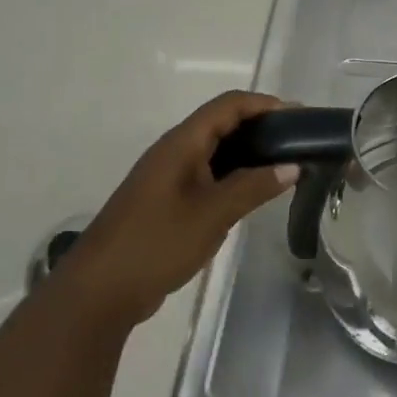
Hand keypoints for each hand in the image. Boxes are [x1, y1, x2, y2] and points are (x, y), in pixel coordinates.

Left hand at [72, 91, 296, 327]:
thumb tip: (293, 166)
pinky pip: (206, 174)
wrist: (98, 293)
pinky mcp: (166, 201)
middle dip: (260, 126)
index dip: (264, 104)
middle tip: (297, 141)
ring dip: (248, 151)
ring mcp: (167, 177)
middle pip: (222, 123)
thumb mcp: (212, 215)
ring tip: (283, 164)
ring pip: (214, 150)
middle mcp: (174, 151)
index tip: (298, 117)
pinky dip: (233, 174)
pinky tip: (252, 192)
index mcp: (181, 143)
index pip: (228, 105)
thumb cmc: (156, 243)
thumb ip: (254, 187)